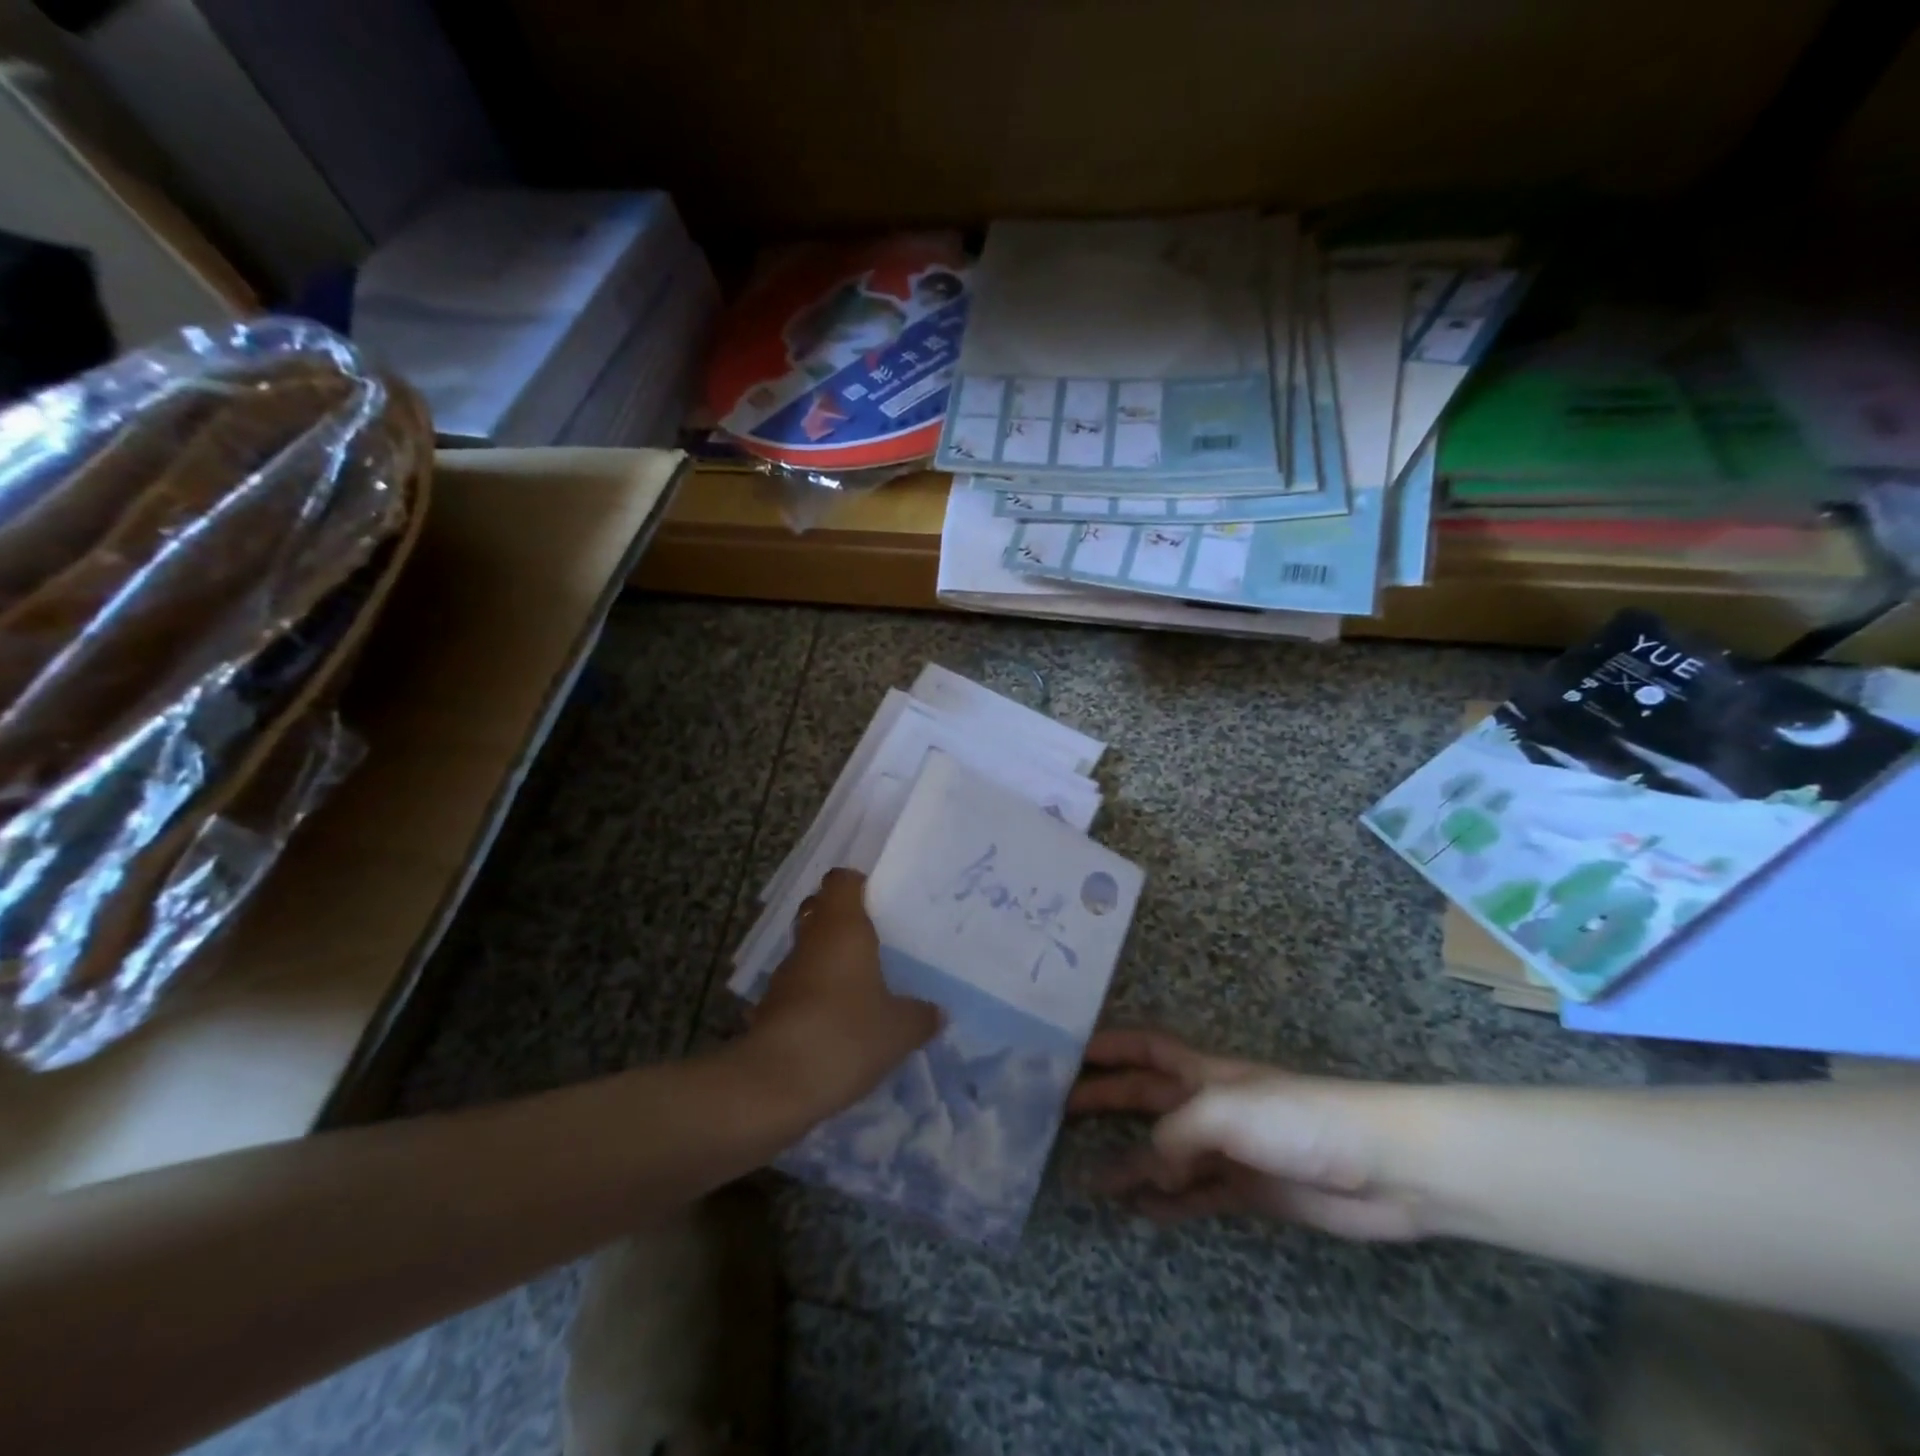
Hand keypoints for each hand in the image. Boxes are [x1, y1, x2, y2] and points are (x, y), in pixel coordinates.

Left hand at [748, 870, 940, 1116]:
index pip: (842, 880)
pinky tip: (840, 1019)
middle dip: (845, 921)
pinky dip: (816, 993)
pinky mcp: (771, 1006)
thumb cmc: (845, 1035)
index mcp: (842, 926)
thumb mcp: (900, 1029)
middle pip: (821, 910)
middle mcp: (811, 940)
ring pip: (809, 949)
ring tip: (864, 982)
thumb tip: (936, 1012)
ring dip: (829, 959)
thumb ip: (921, 1015)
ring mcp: (786, 973)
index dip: (860, 885)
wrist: (775, 1084)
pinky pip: (799, 985)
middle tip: (878, 940)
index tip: (883, 902)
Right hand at [1068, 1029, 1425, 1240]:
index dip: (1109, 1046)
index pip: (1146, 1048)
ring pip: (1166, 1152)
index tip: (1069, 1053)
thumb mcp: (1227, 1110)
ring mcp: (1229, 1149)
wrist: (1380, 1167)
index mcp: (1204, 1072)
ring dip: (1130, 1163)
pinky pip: (1197, 1195)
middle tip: (1059, 1115)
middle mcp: (1209, 1105)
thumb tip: (1146, 1166)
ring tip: (1091, 1181)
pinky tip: (1142, 1211)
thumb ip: (1177, 1133)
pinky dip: (1168, 1201)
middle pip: (1146, 1098)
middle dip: (1104, 1101)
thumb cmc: (1299, 1118)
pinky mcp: (1249, 1191)